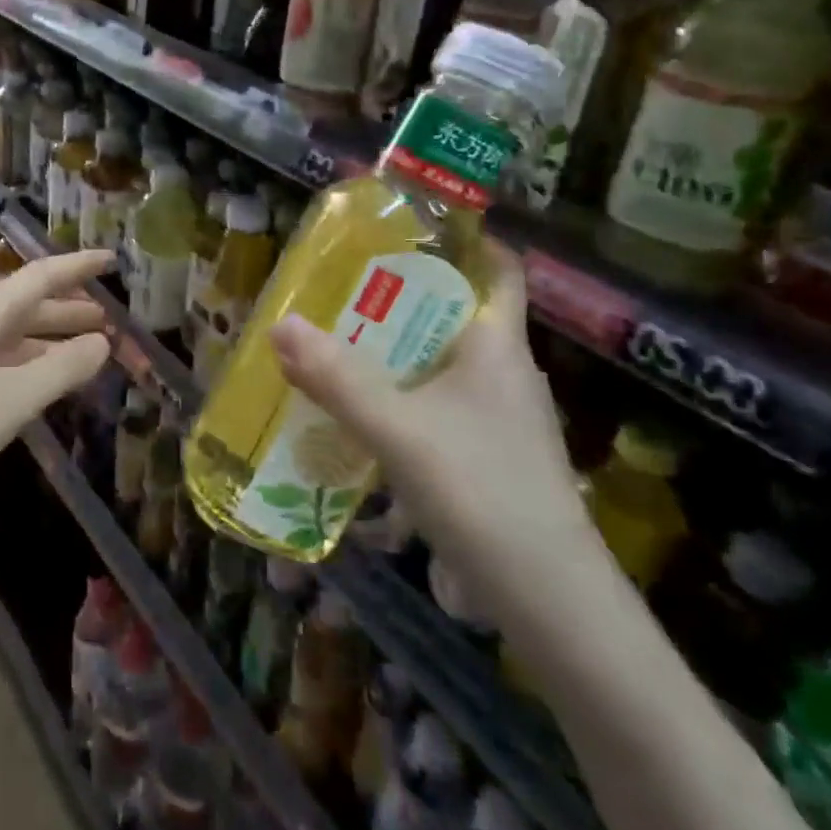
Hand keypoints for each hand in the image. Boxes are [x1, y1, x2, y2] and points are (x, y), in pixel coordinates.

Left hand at [0, 251, 114, 521]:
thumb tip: (104, 342)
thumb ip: (61, 368)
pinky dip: (34, 366)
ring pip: (16, 337)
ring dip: (54, 338)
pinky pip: (4, 364)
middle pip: (29, 305)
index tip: (113, 260)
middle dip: (71, 307)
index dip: (78, 266)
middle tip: (112, 317)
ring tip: (92, 349)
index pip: (39, 277)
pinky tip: (47, 385)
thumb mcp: (11, 400)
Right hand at [269, 240, 595, 613]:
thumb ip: (337, 378)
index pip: (497, 267)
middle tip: (338, 287)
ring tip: (335, 344)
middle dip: (398, 297)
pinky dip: (400, 398)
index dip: (462, 238)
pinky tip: (361, 415)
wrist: (551, 602)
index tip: (404, 227)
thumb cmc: (482, 491)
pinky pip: (437, 405)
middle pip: (453, 313)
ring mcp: (500, 418)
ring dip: (393, 352)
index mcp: (498, 344)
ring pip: (441, 364)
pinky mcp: (489, 456)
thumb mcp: (398, 429)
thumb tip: (279, 324)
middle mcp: (505, 372)